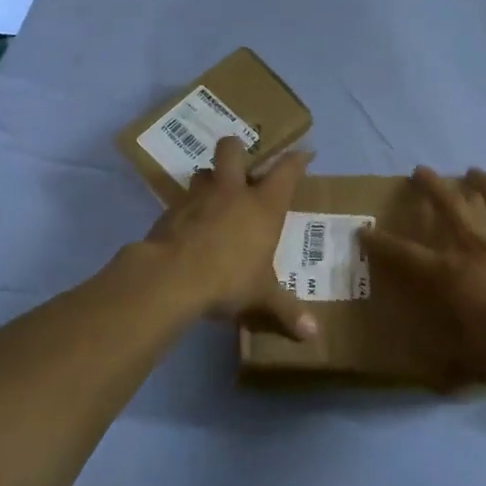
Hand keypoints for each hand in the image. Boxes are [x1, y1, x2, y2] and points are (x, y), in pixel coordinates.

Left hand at [142, 135, 317, 341]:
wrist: (172, 277)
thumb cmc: (229, 280)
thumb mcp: (262, 297)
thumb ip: (288, 311)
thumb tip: (314, 335)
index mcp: (263, 205)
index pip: (286, 171)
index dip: (297, 160)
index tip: (304, 153)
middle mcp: (232, 192)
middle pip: (233, 150)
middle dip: (238, 150)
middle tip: (242, 165)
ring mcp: (198, 197)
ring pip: (203, 172)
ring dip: (210, 179)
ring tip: (214, 196)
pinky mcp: (171, 211)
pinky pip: (182, 200)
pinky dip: (188, 208)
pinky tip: (189, 226)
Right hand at [362, 167, 485, 387]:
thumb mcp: (472, 369)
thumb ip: (454, 372)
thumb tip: (439, 386)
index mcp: (450, 276)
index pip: (406, 256)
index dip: (382, 244)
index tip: (364, 231)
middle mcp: (478, 250)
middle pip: (451, 208)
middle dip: (432, 187)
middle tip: (421, 170)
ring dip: (485, 184)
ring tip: (475, 171)